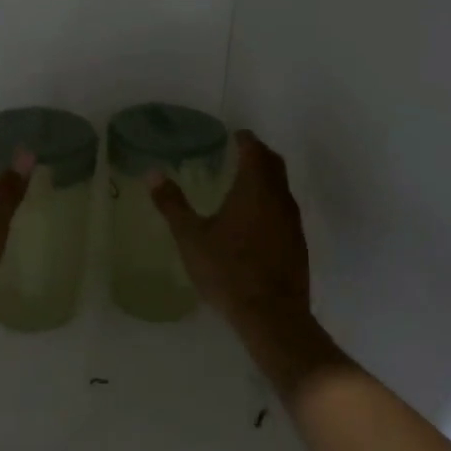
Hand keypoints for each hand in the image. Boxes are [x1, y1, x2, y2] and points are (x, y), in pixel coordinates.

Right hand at [150, 130, 309, 332]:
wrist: (272, 315)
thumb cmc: (228, 270)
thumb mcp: (191, 237)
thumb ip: (172, 204)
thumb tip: (153, 172)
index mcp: (255, 188)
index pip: (254, 150)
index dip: (245, 139)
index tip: (234, 135)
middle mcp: (279, 198)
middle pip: (274, 164)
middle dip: (258, 154)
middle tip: (239, 153)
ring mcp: (292, 222)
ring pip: (282, 188)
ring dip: (266, 179)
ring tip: (243, 184)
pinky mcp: (297, 244)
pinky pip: (284, 210)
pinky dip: (271, 203)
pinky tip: (254, 220)